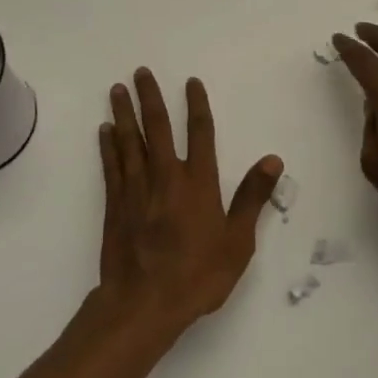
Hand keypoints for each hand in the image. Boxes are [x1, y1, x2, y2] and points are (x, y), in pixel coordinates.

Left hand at [96, 68, 283, 338]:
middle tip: (140, 72)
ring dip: (124, 113)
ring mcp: (137, 189)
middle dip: (150, 97)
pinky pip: (111, 166)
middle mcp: (166, 177)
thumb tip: (272, 160)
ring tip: (117, 89)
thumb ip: (252, 197)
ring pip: (129, 141)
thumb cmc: (197, 276)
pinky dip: (108, 146)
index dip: (196, 105)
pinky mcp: (115, 204)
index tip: (190, 82)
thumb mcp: (237, 242)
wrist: (144, 304)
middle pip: (157, 127)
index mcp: (198, 183)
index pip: (200, 133)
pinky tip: (105, 130)